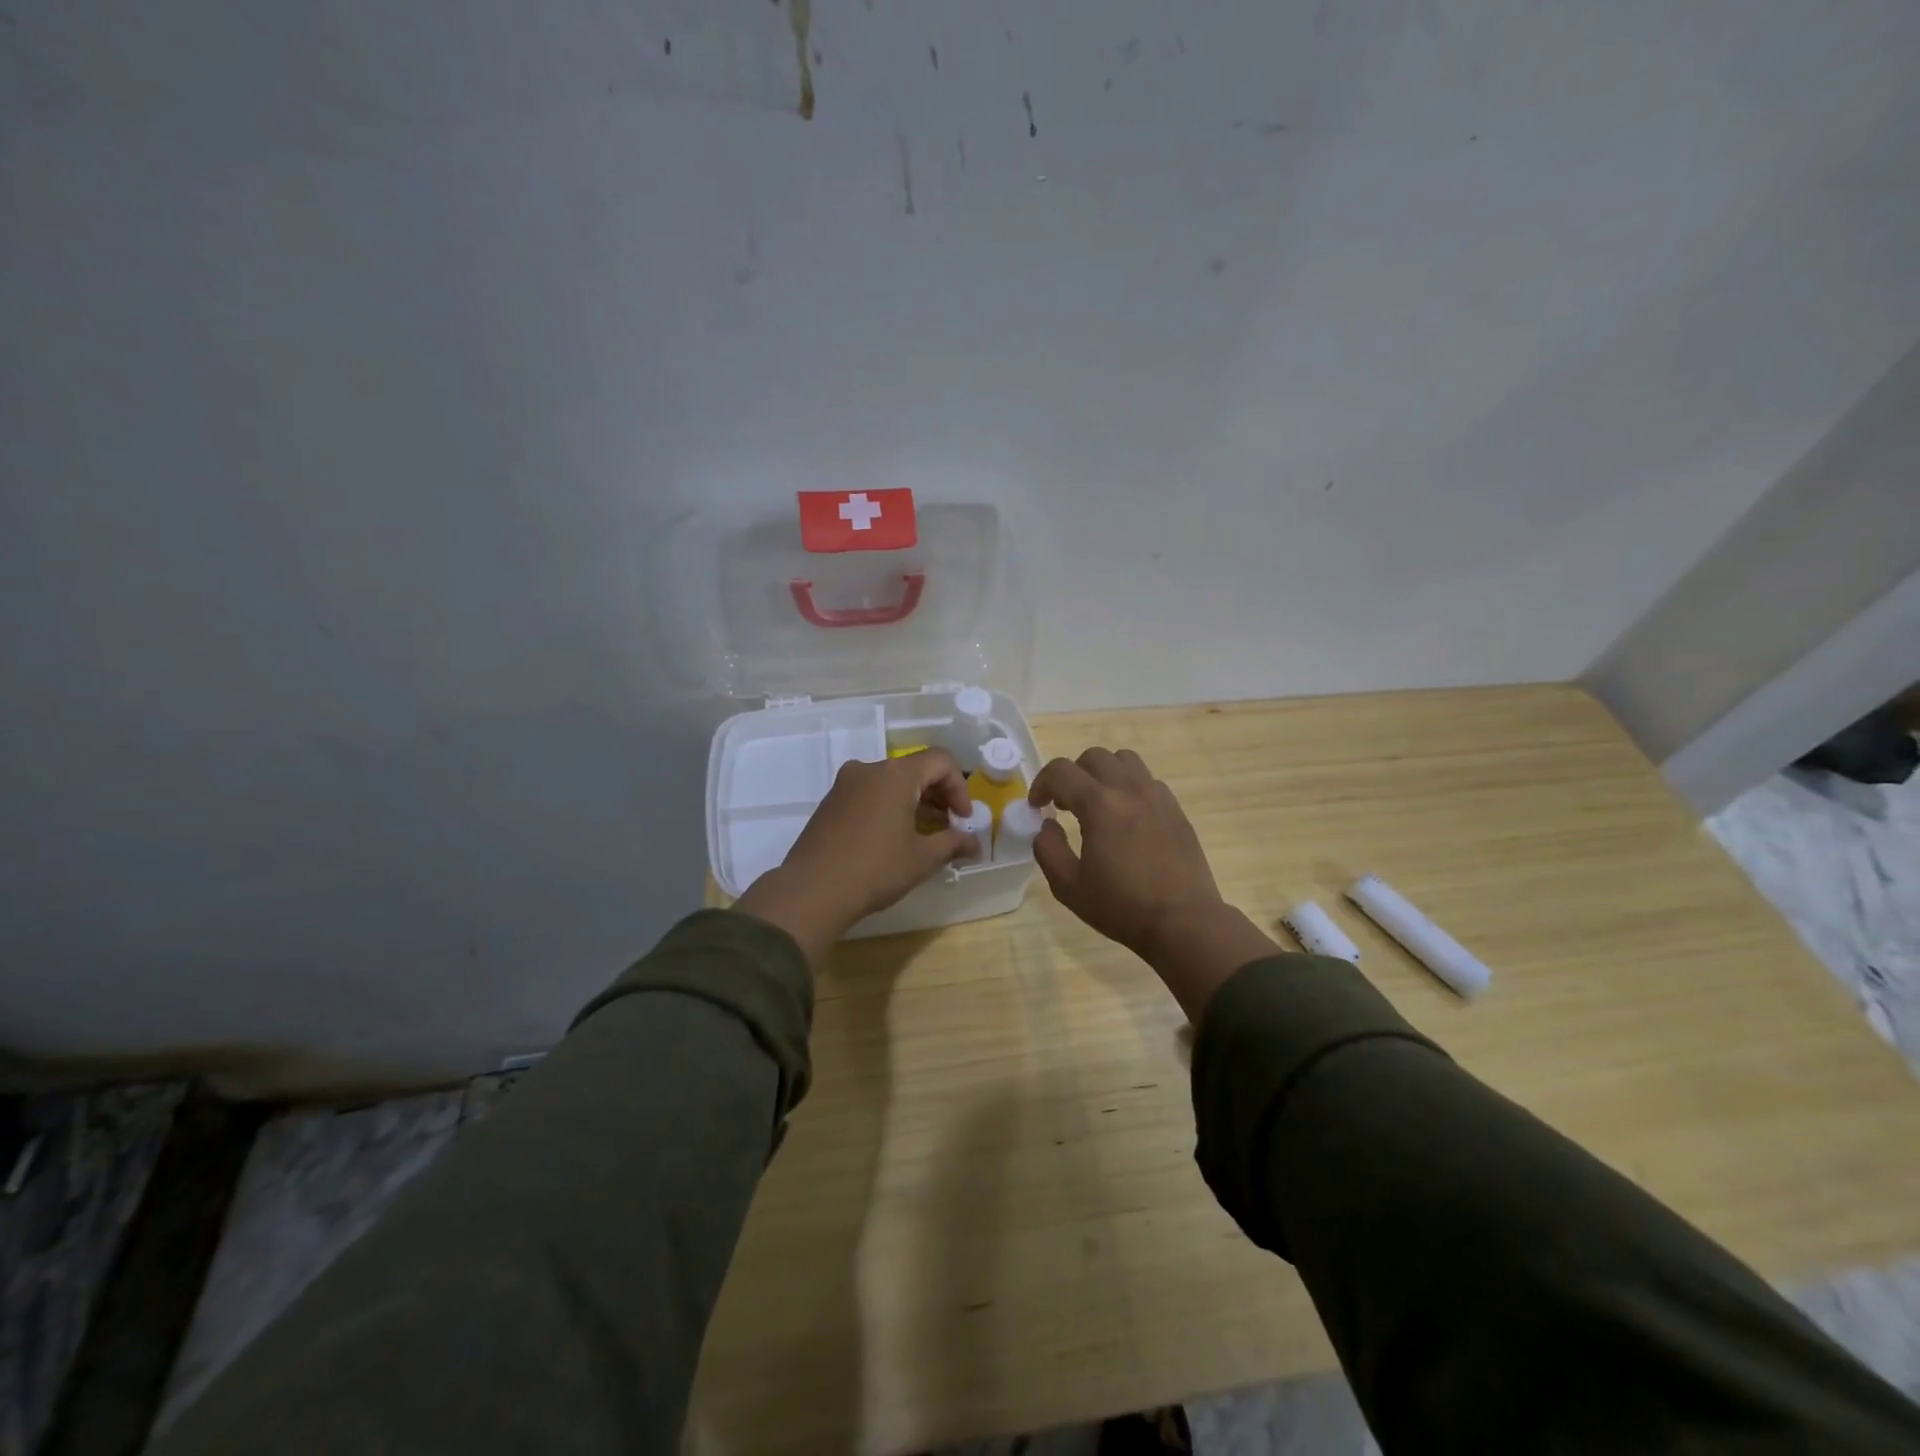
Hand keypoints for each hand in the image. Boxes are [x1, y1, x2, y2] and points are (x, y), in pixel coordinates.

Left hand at [734, 749, 978, 961]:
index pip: (940, 762)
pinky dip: (890, 808)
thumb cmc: (876, 869)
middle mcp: (869, 769)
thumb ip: (953, 843)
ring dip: (915, 804)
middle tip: (950, 828)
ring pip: (891, 783)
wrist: (812, 891)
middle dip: (938, 796)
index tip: (964, 820)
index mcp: (895, 774)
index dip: (960, 788)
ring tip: (926, 836)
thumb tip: (975, 844)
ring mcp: (845, 784)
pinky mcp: (831, 802)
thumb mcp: (922, 858)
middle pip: (915, 770)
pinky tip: (895, 839)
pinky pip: (870, 794)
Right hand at [1029, 747, 1277, 1020]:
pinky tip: (1126, 818)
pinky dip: (1129, 787)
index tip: (1037, 807)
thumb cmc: (1122, 907)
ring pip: (1125, 760)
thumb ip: (1047, 849)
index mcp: (1100, 805)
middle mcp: (1130, 789)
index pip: (1061, 771)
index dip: (1041, 784)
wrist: (1184, 922)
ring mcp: (1157, 796)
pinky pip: (1147, 781)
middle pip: (1094, 757)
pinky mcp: (1175, 809)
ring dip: (1103, 774)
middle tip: (1065, 805)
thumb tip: (1046, 824)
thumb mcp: (1068, 886)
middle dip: (1072, 775)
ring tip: (1097, 803)